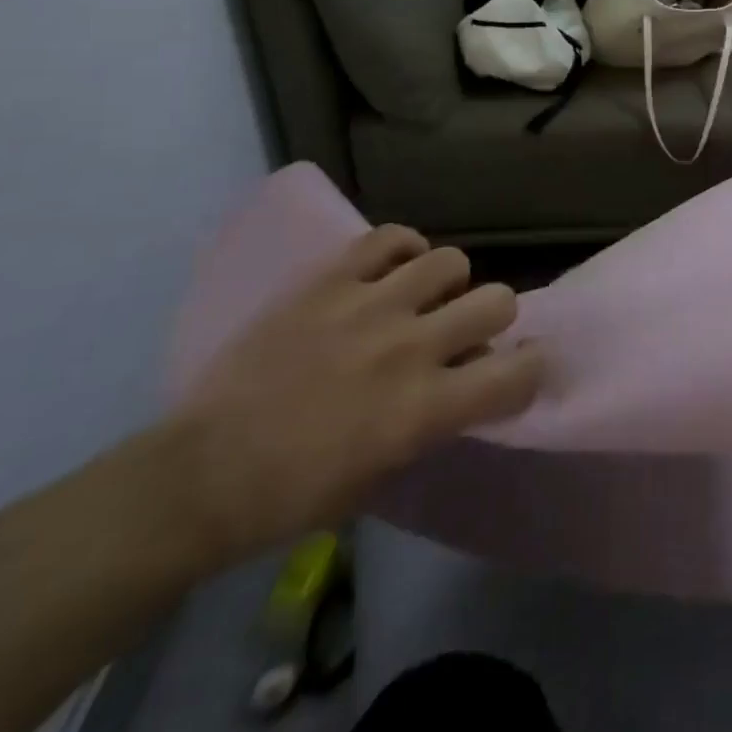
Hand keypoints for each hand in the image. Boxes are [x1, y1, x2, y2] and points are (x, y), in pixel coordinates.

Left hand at [166, 227, 544, 563]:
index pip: (520, 371)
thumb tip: (468, 372)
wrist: (201, 476)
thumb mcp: (387, 469)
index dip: (531, 368)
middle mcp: (410, 348)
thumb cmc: (297, 494)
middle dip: (492, 319)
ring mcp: (369, 306)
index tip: (517, 369)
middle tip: (462, 334)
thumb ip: (439, 415)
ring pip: (452, 261)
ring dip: (447, 285)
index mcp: (425, 408)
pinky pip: (391, 238)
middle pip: (499, 300)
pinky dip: (402, 251)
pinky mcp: (330, 281)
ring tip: (421, 300)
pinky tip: (391, 272)